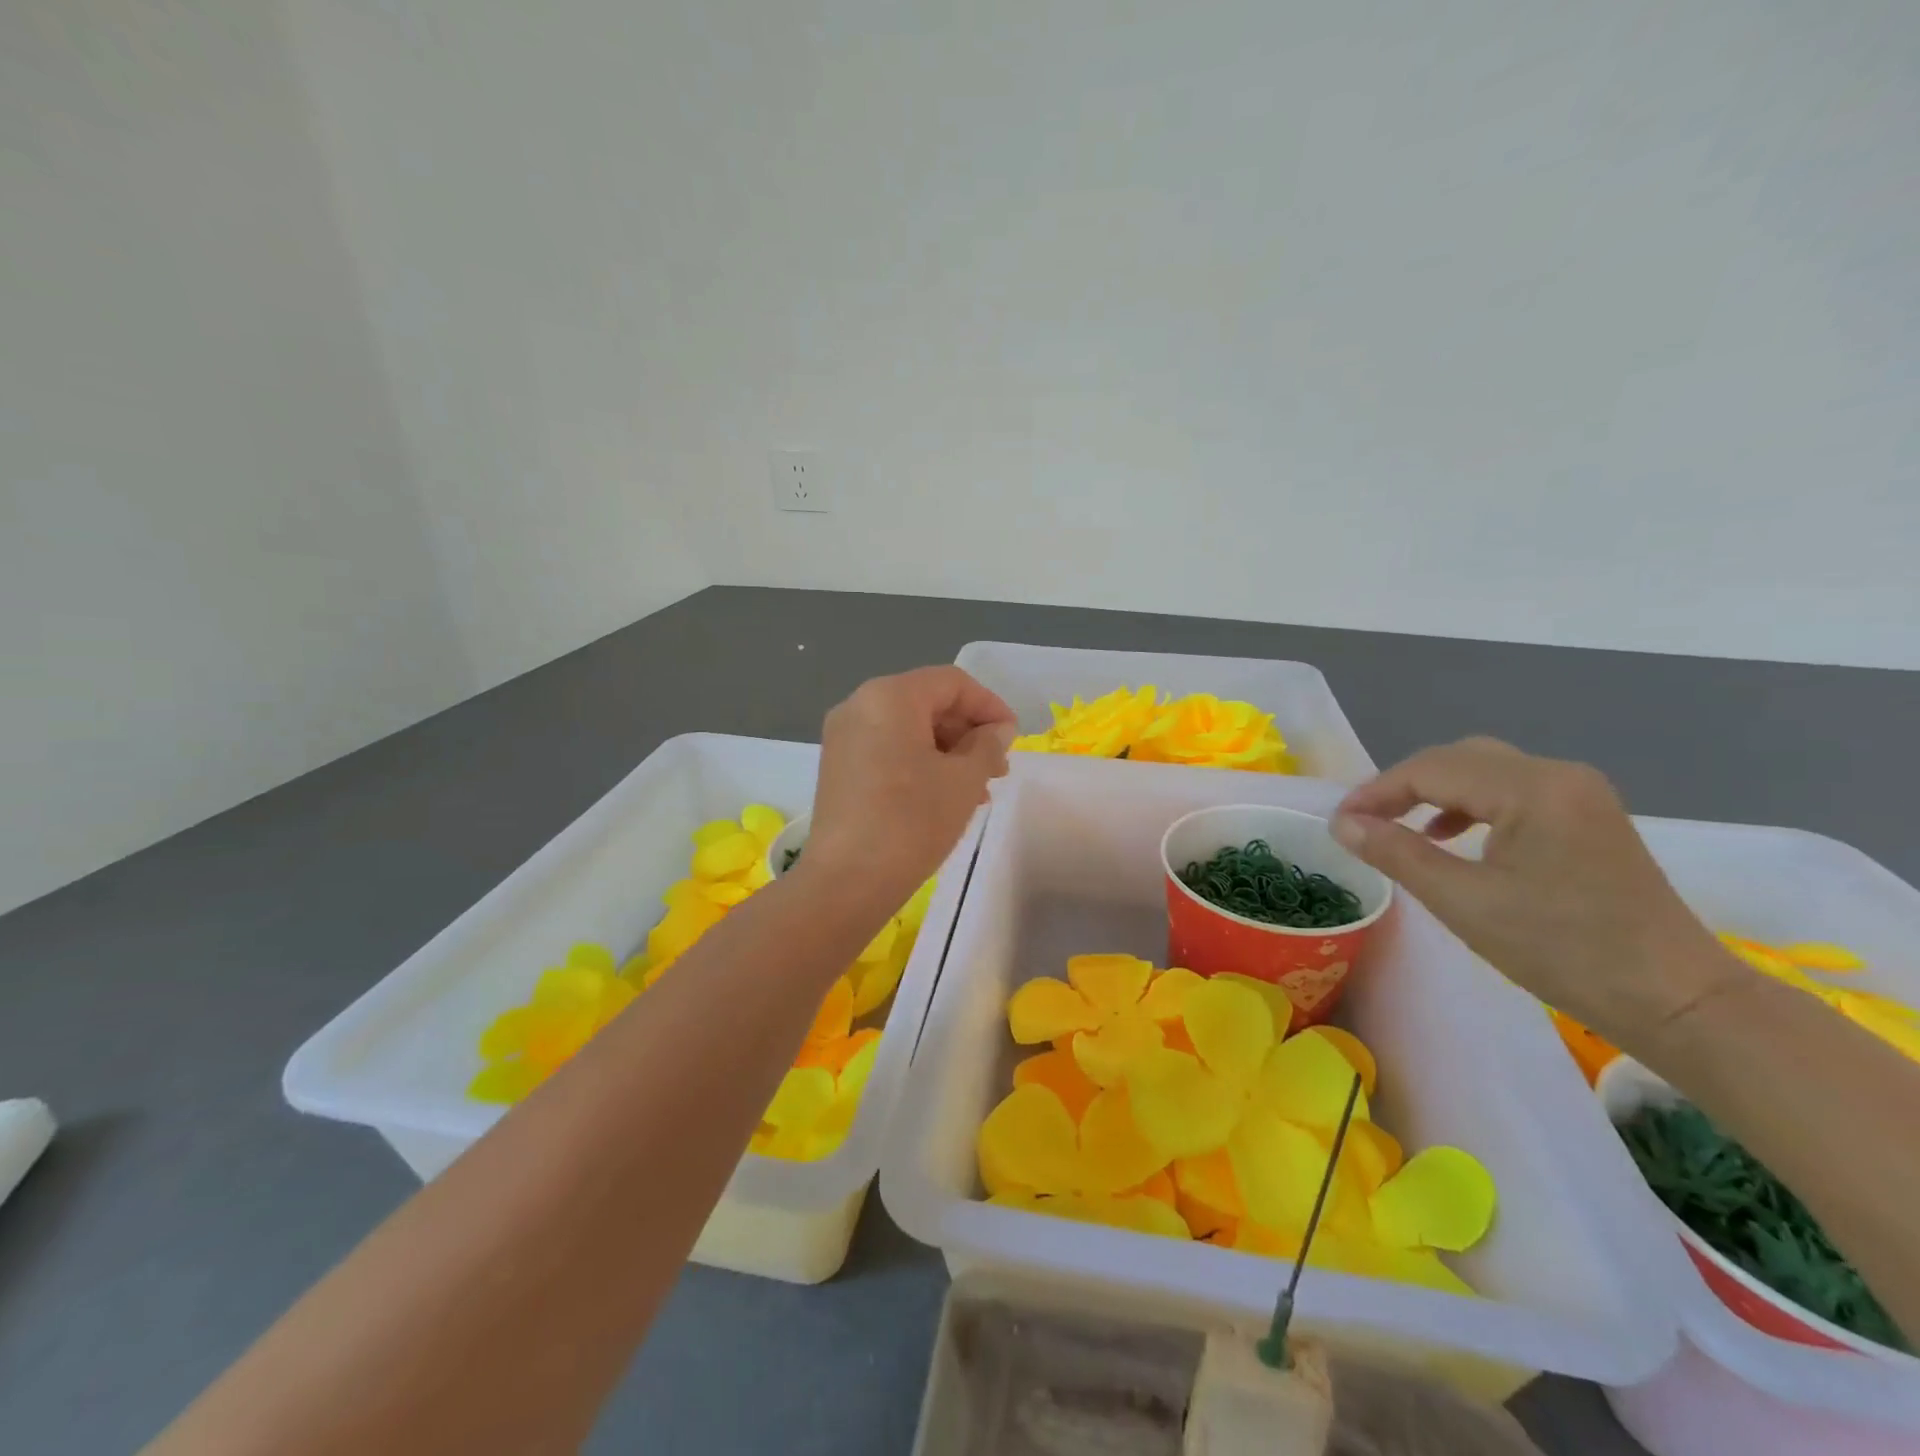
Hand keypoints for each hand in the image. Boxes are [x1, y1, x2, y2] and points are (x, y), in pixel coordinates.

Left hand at [801, 667, 1016, 909]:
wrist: (848, 881)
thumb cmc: (912, 822)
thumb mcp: (963, 781)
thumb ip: (987, 745)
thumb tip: (997, 731)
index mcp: (890, 696)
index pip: (952, 683)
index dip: (990, 705)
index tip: (1012, 739)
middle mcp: (859, 705)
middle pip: (927, 702)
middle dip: (968, 731)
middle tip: (997, 768)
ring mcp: (843, 736)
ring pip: (909, 728)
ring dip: (948, 751)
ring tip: (977, 790)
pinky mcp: (837, 766)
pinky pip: (888, 749)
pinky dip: (920, 762)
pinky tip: (943, 796)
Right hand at [1331, 737, 1740, 1047]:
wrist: (1675, 999)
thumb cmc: (1563, 950)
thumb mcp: (1463, 902)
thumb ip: (1397, 853)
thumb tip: (1343, 824)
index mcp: (1532, 788)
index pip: (1432, 769)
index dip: (1377, 791)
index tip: (1339, 822)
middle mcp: (1558, 775)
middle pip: (1458, 759)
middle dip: (1403, 785)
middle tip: (1365, 821)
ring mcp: (1579, 793)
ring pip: (1484, 771)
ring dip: (1434, 792)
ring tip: (1398, 826)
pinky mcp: (1588, 816)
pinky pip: (1511, 790)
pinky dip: (1469, 804)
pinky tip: (1451, 835)